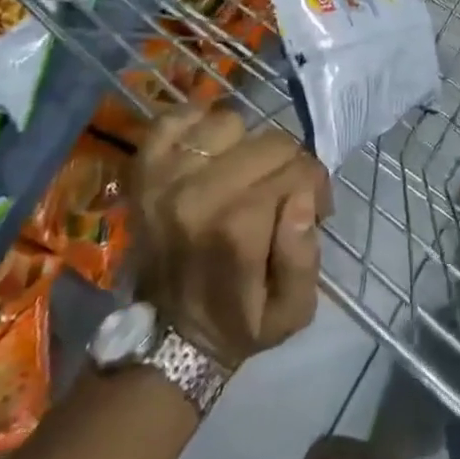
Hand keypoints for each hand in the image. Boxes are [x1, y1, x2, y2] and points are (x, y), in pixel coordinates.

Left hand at [137, 107, 330, 369]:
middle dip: (289, 164)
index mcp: (236, 230)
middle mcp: (197, 195)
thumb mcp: (293, 311)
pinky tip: (209, 152)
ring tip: (245, 173)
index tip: (314, 210)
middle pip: (271, 142)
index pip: (299, 170)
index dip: (316, 187)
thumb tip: (303, 199)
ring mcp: (165, 179)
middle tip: (285, 193)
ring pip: (230, 124)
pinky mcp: (143, 172)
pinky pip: (174, 120)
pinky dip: (195, 126)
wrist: (170, 338)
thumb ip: (305, 257)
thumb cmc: (240, 322)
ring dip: (246, 145)